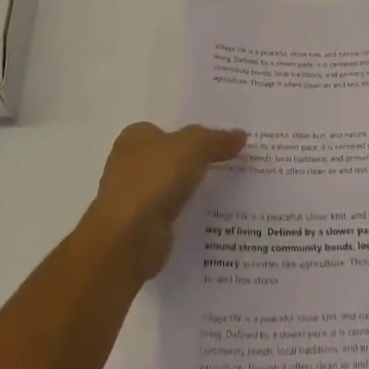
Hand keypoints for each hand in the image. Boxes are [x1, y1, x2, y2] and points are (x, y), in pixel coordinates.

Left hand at [80, 122, 245, 281]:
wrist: (127, 240)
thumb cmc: (153, 180)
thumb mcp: (192, 147)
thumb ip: (216, 140)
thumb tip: (241, 135)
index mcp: (135, 137)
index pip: (169, 129)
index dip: (194, 133)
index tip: (223, 139)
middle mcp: (130, 164)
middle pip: (171, 157)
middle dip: (196, 160)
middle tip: (233, 161)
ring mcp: (134, 197)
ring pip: (172, 186)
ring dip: (193, 189)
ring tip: (231, 188)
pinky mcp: (142, 227)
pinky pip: (172, 212)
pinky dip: (188, 213)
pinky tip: (212, 216)